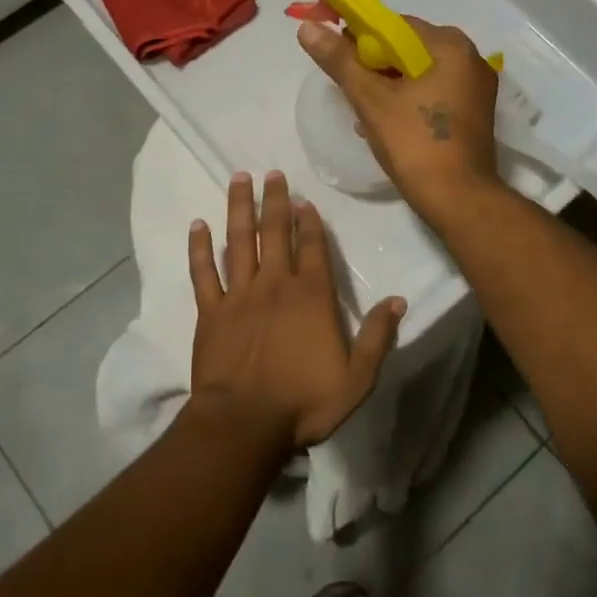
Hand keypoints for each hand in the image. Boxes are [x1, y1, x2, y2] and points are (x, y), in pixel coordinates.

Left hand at [188, 170, 404, 450]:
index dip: (309, 222)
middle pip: (275, 233)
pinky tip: (197, 225)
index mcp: (311, 297)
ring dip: (239, 208)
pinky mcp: (210, 311)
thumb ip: (378, 337)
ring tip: (239, 179)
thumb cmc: (304, 402)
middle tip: (271, 173)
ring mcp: (238, 295)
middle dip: (275, 201)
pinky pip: (203, 272)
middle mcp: (275, 285)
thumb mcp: (357, 378)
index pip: (312, 248)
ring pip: (239, 241)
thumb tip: (399, 301)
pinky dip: (200, 247)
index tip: (304, 200)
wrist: (245, 423)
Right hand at [297, 17, 501, 220]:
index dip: (360, 38)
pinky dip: (408, 101)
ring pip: (418, 74)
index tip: (337, 58)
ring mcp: (476, 89)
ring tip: (362, 111)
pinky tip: (385, 123)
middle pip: (408, 49)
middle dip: (374, 67)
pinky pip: (432, 93)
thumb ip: (340, 61)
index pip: (395, 26)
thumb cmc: (415, 144)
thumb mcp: (371, 99)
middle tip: (348, 89)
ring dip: (388, 87)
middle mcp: (470, 59)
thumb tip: (308, 28)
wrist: (458, 199)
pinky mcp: (473, 114)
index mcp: (450, 47)